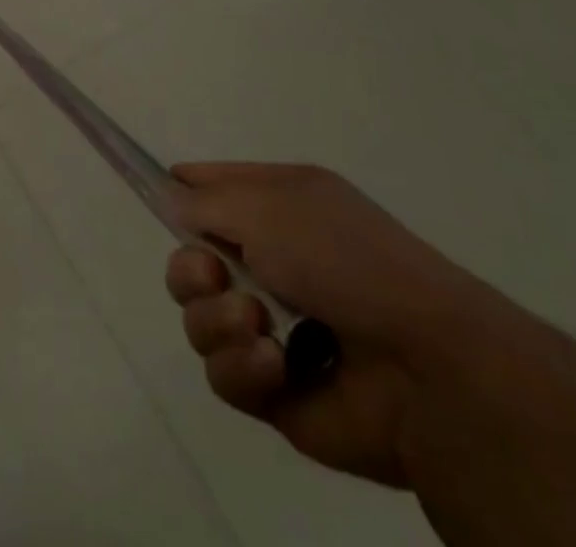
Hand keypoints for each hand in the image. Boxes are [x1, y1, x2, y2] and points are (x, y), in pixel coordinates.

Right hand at [165, 162, 514, 487]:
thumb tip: (172, 202)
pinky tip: (277, 365)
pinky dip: (243, 366)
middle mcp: (270, 260)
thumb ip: (205, 200)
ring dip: (218, 321)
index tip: (150, 195)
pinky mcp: (273, 388)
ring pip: (197, 318)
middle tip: (214, 276)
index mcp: (276, 206)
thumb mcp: (269, 204)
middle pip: (189, 260)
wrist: (426, 369)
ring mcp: (271, 325)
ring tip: (259, 326)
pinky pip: (222, 373)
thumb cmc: (344, 259)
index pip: (207, 189)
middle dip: (191, 271)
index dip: (176, 191)